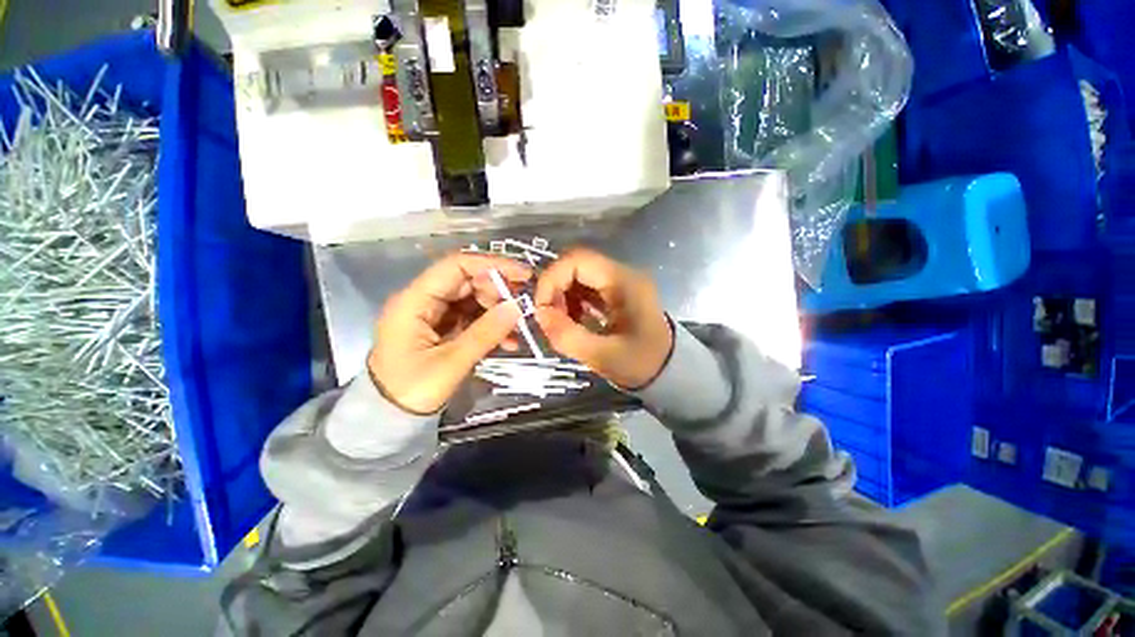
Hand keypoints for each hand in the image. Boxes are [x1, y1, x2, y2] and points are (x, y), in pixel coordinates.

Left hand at [368, 253, 531, 413]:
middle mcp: (423, 300)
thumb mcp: (451, 363)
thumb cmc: (412, 391)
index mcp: (414, 301)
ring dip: (498, 310)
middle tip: (523, 308)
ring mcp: (433, 314)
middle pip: (467, 281)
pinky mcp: (442, 327)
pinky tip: (508, 341)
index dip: (491, 265)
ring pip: (473, 299)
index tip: (522, 275)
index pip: (456, 266)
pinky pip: (471, 317)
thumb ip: (485, 333)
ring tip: (518, 329)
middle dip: (498, 291)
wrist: (389, 418)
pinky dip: (490, 325)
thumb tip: (517, 306)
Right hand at [534, 249, 673, 389]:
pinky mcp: (616, 293)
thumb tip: (540, 313)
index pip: (578, 260)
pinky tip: (573, 321)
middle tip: (550, 318)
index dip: (552, 278)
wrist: (668, 371)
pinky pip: (586, 288)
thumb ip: (567, 335)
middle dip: (555, 289)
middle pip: (576, 265)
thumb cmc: (641, 364)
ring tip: (562, 323)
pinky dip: (572, 302)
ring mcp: (620, 283)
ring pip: (579, 276)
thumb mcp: (602, 356)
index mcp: (624, 282)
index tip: (541, 308)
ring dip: (563, 296)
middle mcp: (623, 274)